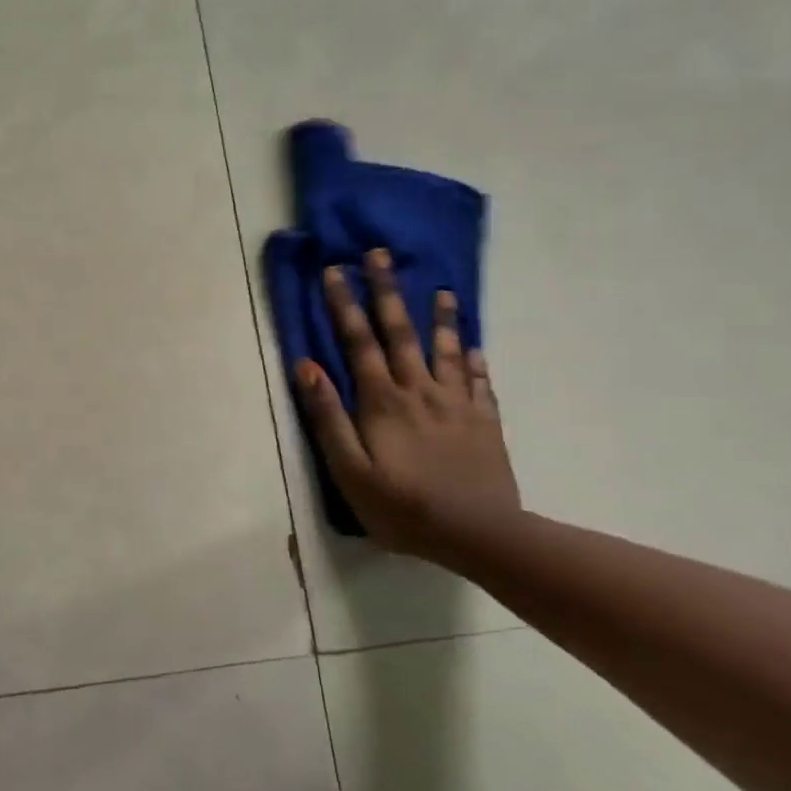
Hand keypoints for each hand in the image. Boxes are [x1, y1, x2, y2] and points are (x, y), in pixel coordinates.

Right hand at [292, 248, 519, 559]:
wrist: (479, 536)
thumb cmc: (401, 506)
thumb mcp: (348, 468)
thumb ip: (327, 415)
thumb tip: (306, 365)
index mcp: (382, 401)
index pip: (359, 342)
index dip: (344, 305)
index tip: (335, 271)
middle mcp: (419, 391)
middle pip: (400, 333)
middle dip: (387, 291)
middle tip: (380, 255)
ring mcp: (456, 405)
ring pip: (445, 351)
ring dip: (440, 318)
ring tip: (442, 290)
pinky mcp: (484, 424)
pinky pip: (479, 383)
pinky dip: (473, 360)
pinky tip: (472, 346)